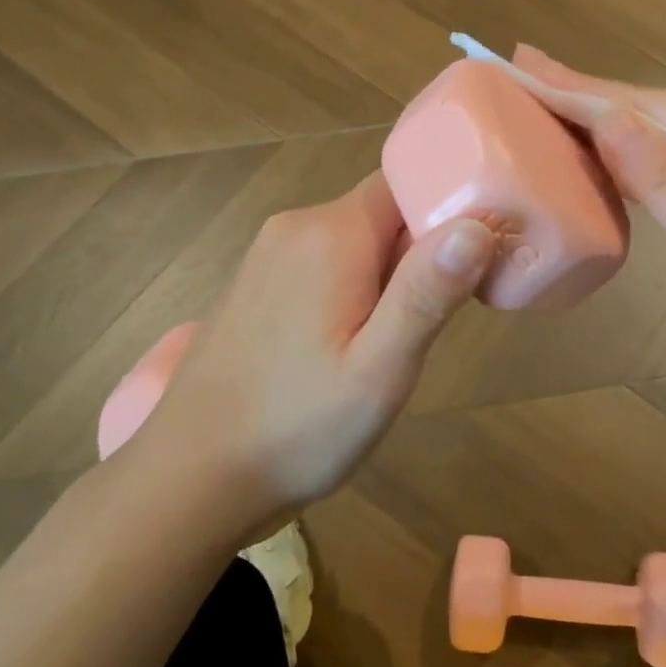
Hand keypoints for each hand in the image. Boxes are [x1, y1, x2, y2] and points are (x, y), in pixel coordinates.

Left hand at [129, 172, 496, 521]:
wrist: (188, 480)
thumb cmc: (296, 428)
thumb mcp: (380, 370)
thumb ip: (428, 293)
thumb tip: (477, 224)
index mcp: (330, 235)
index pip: (405, 186)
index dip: (445, 215)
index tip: (472, 265)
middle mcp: (294, 228)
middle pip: (380, 214)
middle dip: (416, 256)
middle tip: (427, 325)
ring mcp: (266, 256)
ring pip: (353, 242)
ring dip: (384, 278)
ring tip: (387, 346)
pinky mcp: (254, 286)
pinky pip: (321, 265)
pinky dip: (349, 290)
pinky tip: (342, 349)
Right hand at [512, 46, 665, 411]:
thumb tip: (607, 116)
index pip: (652, 107)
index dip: (581, 90)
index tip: (519, 64)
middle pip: (658, 112)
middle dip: (587, 96)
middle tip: (519, 70)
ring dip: (607, 124)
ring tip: (546, 101)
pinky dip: (636, 160)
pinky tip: (604, 152)